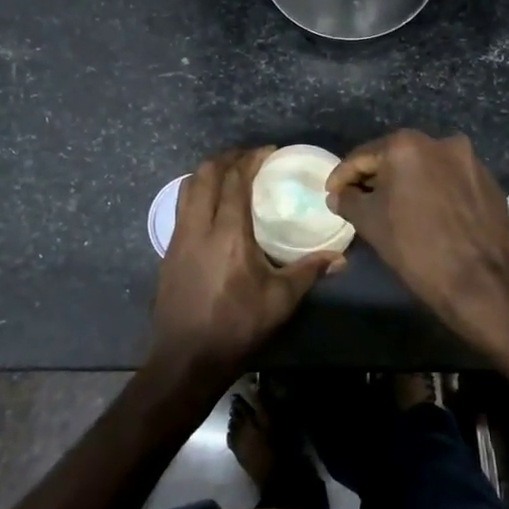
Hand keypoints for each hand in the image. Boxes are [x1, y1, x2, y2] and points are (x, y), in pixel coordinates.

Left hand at [148, 147, 332, 381]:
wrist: (187, 357)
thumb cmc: (238, 326)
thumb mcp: (281, 300)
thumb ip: (309, 271)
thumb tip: (339, 256)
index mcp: (228, 233)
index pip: (234, 180)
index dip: (250, 159)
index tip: (268, 152)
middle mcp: (198, 227)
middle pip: (205, 174)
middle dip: (227, 159)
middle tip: (249, 159)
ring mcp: (178, 238)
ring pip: (187, 188)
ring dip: (207, 174)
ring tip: (229, 176)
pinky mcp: (168, 252)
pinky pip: (181, 208)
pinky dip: (197, 194)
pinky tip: (212, 209)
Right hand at [326, 130, 508, 332]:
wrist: (477, 280)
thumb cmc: (414, 246)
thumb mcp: (369, 222)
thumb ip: (348, 200)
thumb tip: (338, 195)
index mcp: (407, 146)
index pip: (363, 157)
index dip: (343, 176)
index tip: (332, 193)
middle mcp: (441, 142)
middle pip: (397, 157)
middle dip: (377, 177)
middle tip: (361, 199)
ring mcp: (470, 161)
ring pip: (427, 168)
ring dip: (408, 183)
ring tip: (396, 207)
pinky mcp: (489, 182)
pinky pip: (451, 181)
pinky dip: (435, 191)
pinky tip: (429, 213)